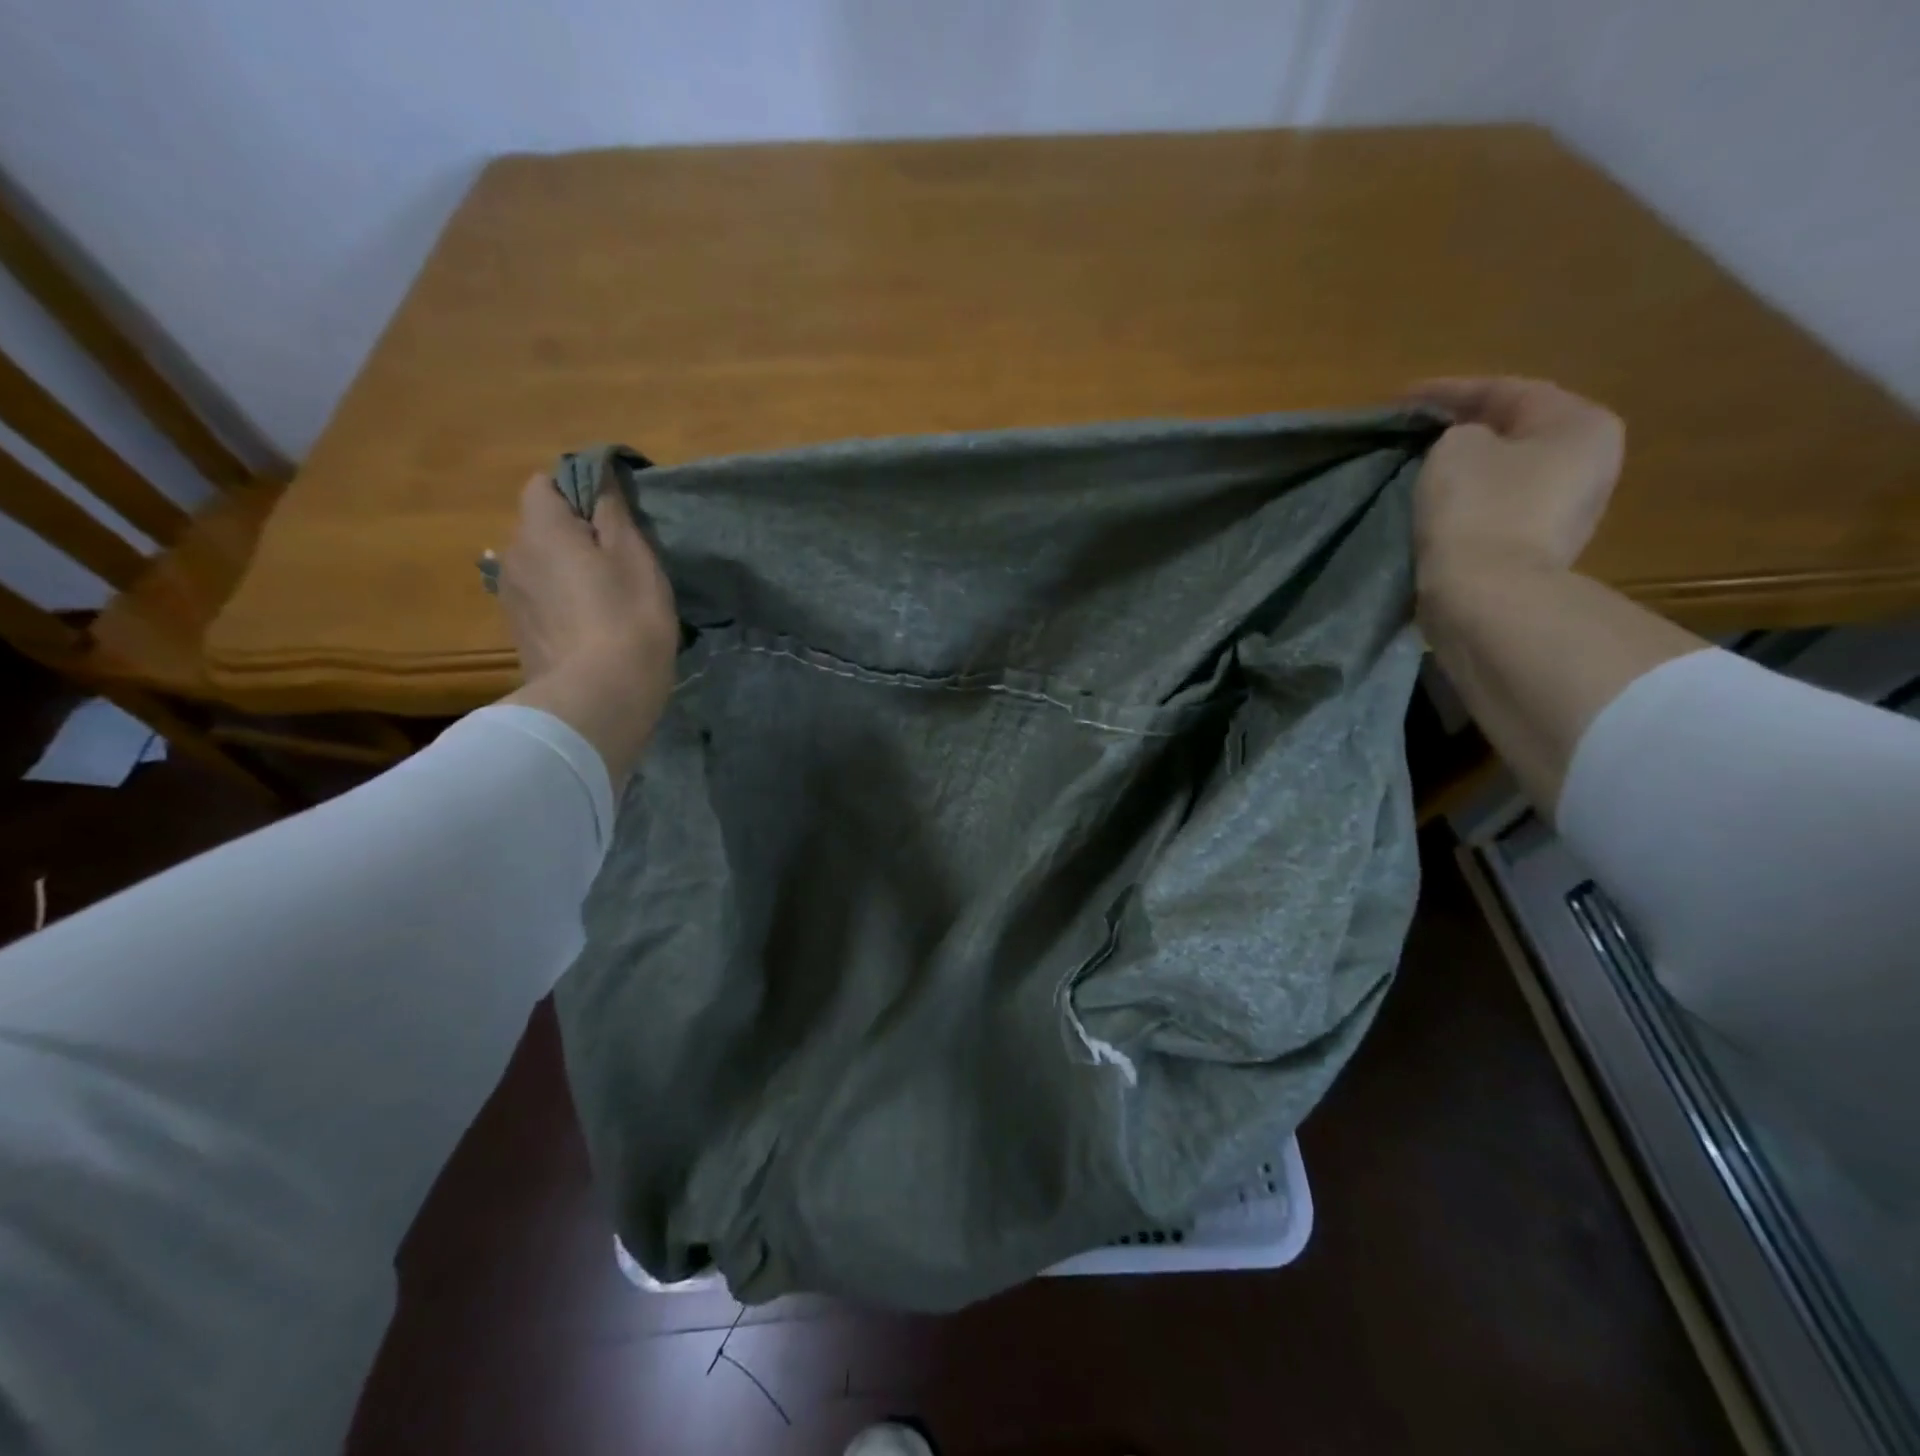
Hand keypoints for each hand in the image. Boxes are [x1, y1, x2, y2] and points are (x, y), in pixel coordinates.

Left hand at [496, 473, 677, 783]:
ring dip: (568, 573)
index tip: (613, 517)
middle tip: (619, 563)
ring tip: (607, 601)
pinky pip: (542, 601)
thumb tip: (600, 479)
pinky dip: (563, 604)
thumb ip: (613, 513)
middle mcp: (512, 556)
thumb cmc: (627, 618)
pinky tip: (592, 629)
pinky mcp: (518, 634)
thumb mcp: (636, 559)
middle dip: (574, 535)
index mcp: (540, 529)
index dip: (577, 491)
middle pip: (540, 528)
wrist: (598, 699)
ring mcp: (510, 599)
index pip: (544, 484)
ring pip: (541, 567)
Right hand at [1407, 377, 1624, 580]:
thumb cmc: (1477, 509)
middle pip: (1514, 432)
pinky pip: (1497, 510)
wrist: (1486, 596)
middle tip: (1414, 432)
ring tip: (1419, 467)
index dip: (1447, 391)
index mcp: (1581, 424)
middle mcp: (1589, 461)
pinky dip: (1468, 501)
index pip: (1506, 391)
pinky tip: (1436, 504)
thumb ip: (1459, 432)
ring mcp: (1568, 509)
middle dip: (1463, 429)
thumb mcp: (1456, 448)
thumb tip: (1464, 447)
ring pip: (1506, 473)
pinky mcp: (1537, 548)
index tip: (1400, 400)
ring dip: (1466, 468)